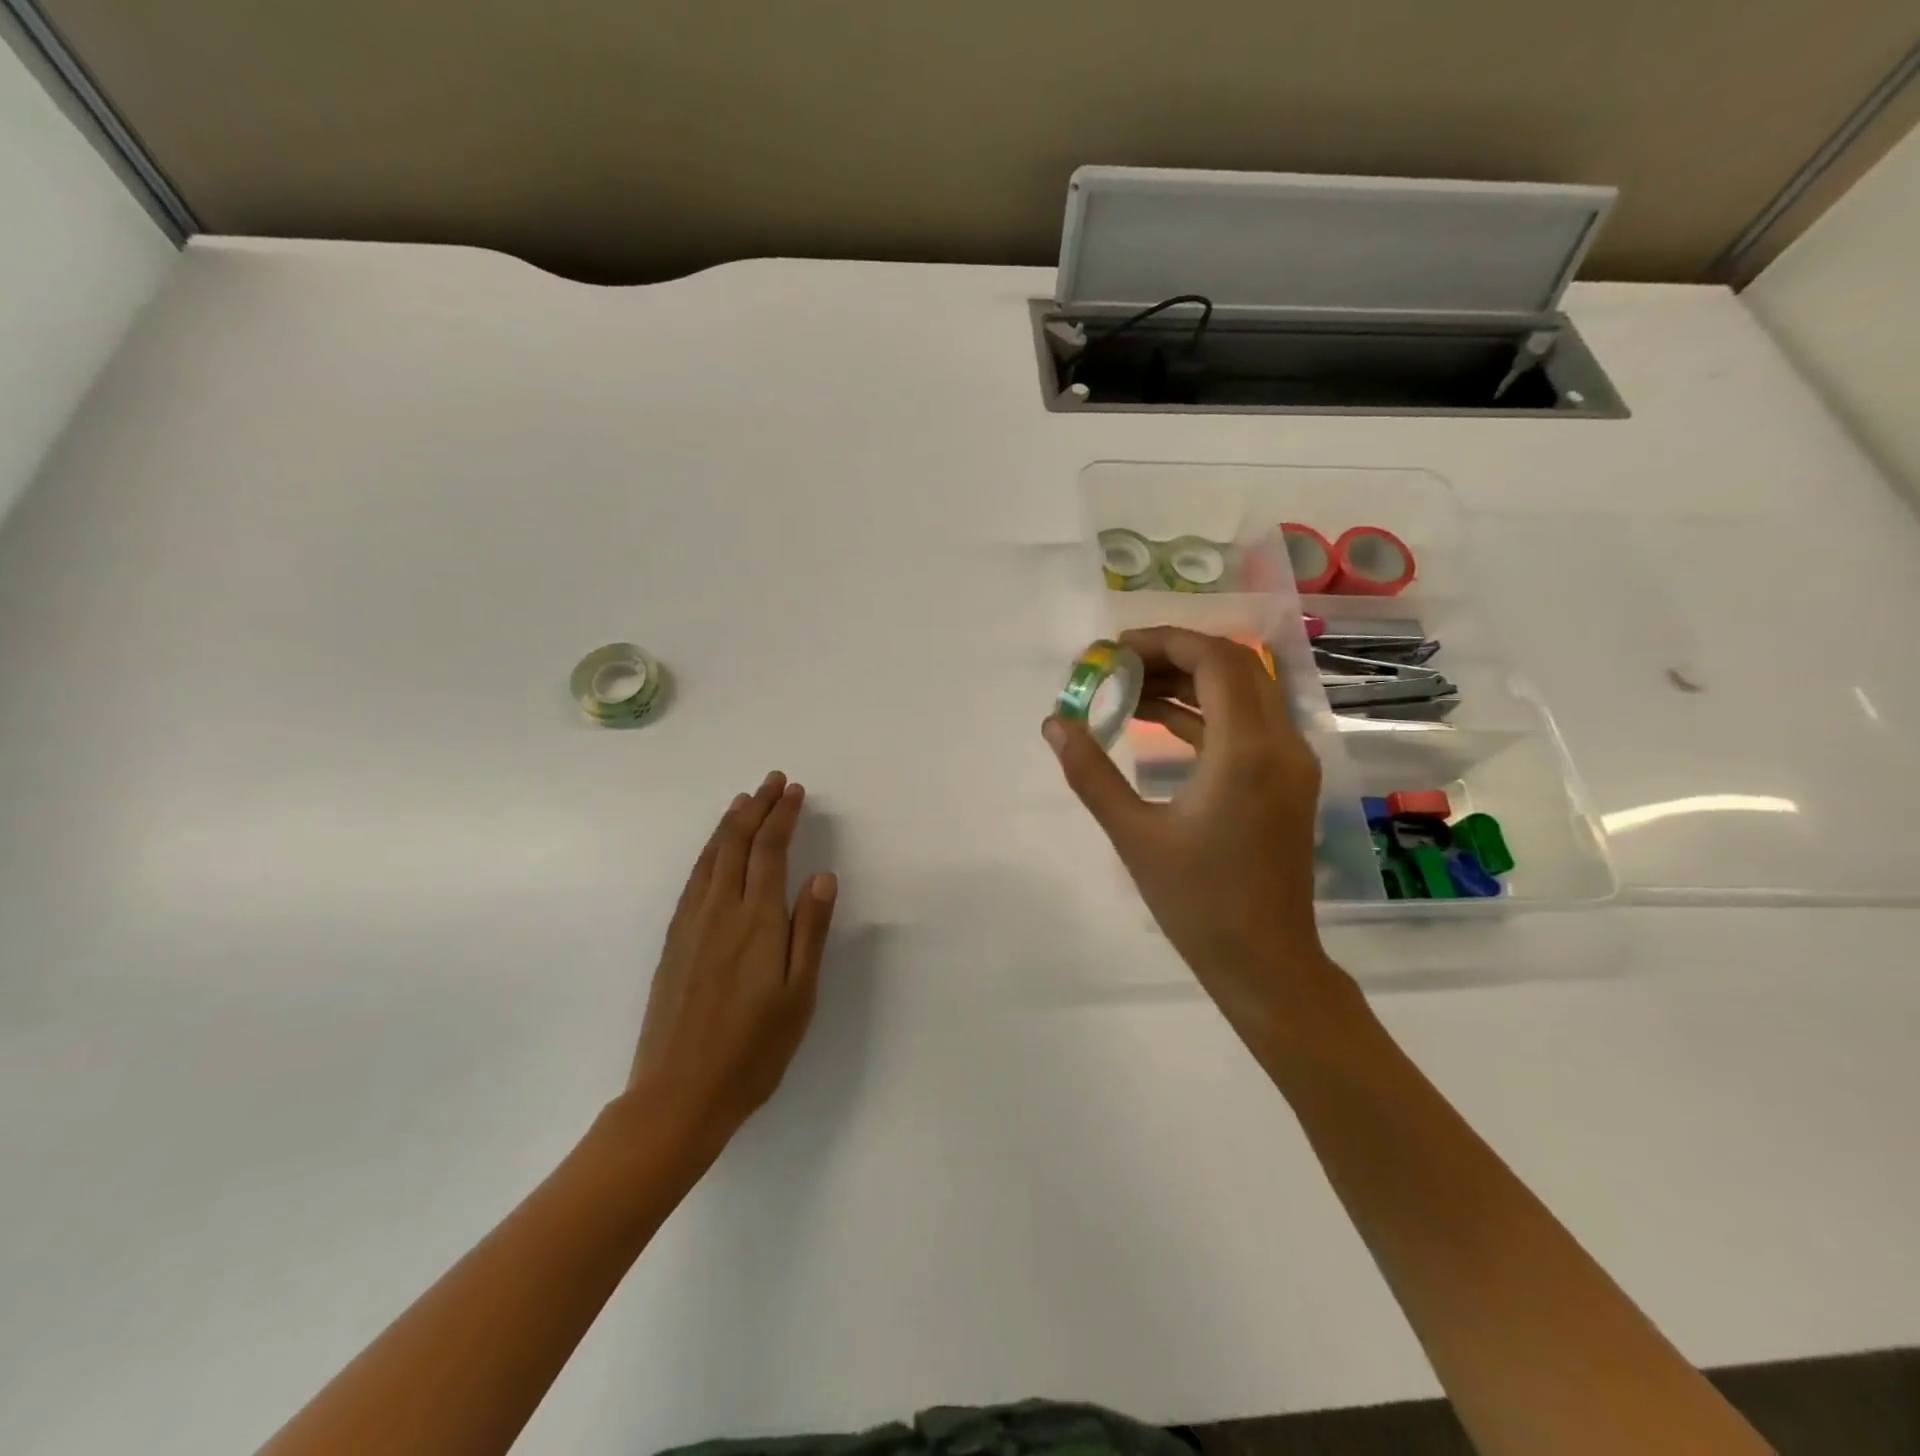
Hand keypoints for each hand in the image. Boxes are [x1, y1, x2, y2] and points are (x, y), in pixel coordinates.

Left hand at [621, 771, 837, 1159]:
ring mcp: (691, 925)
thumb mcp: (798, 995)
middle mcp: (720, 911)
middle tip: (772, 781)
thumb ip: (810, 931)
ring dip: (729, 824)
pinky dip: (707, 853)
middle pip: (737, 844)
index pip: (770, 852)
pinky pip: (692, 881)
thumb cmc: (753, 1049)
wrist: (678, 1094)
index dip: (782, 817)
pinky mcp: (673, 943)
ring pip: (710, 858)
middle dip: (757, 808)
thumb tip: (823, 876)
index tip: (794, 791)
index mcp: (756, 921)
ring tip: (743, 801)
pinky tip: (713, 853)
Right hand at [1043, 627, 1347, 1035]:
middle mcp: (1281, 744)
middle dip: (1175, 655)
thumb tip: (1054, 724)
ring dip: (1189, 682)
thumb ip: (1090, 772)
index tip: (1115, 650)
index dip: (1165, 641)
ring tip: (1129, 690)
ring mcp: (1290, 762)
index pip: (1216, 661)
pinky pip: (1247, 724)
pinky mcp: (1286, 780)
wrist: (1265, 961)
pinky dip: (1205, 712)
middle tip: (1119, 666)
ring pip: (1244, 693)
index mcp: (1246, 751)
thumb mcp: (1133, 835)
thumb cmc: (1197, 902)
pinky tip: (1158, 720)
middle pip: (1235, 667)